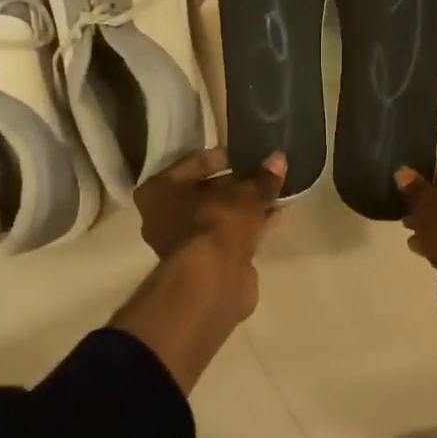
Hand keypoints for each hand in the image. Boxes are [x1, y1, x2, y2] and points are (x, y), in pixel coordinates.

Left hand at [132, 147, 286, 317]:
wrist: (212, 281)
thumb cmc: (215, 224)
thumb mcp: (244, 194)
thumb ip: (261, 178)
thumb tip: (279, 159)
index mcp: (158, 191)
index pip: (195, 163)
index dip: (226, 157)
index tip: (251, 156)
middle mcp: (162, 216)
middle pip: (206, 191)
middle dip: (237, 185)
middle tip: (264, 175)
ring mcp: (182, 243)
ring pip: (218, 216)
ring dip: (244, 207)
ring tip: (274, 194)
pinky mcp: (203, 264)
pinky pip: (228, 236)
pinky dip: (247, 227)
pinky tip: (272, 217)